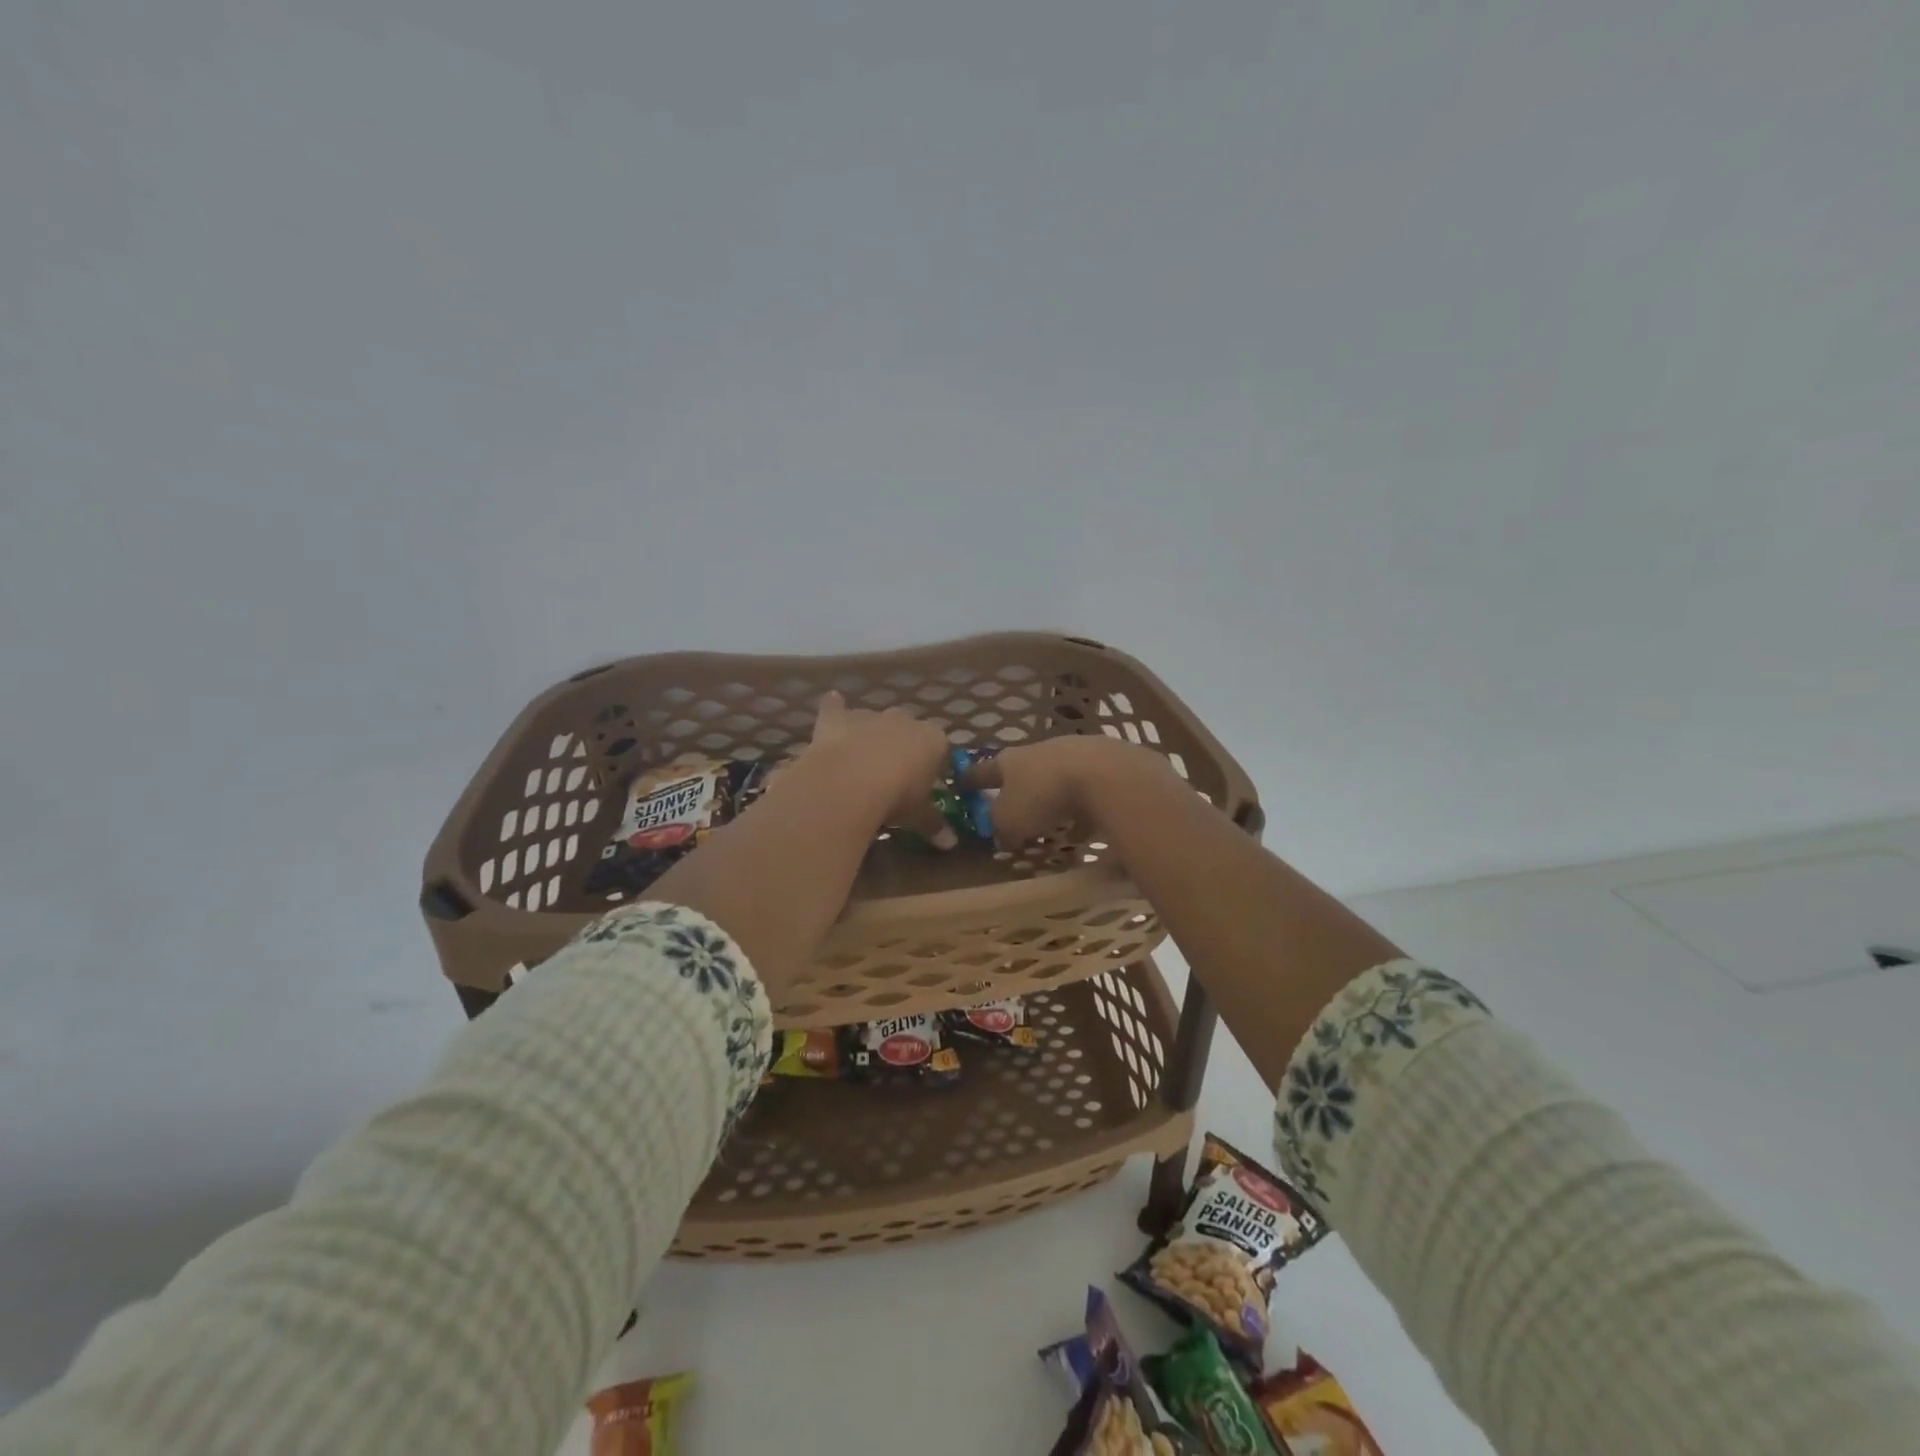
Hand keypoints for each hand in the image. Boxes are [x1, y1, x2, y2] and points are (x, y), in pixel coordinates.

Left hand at [804, 690, 957, 847]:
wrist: (851, 780)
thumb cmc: (896, 797)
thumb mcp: (918, 816)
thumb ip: (933, 825)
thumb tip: (951, 844)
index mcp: (932, 740)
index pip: (940, 749)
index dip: (932, 766)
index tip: (924, 786)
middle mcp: (904, 720)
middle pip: (908, 730)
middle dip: (901, 747)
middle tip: (892, 776)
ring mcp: (870, 716)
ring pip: (874, 721)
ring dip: (870, 735)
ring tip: (861, 760)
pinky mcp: (838, 719)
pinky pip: (836, 707)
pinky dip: (834, 707)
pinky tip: (833, 703)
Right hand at [961, 734, 1164, 846]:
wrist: (1104, 774)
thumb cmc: (1043, 795)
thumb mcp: (1009, 820)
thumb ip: (1000, 827)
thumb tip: (1002, 833)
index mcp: (1010, 760)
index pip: (983, 770)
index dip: (971, 779)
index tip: (960, 784)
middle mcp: (1039, 751)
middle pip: (1023, 771)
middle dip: (1018, 789)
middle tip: (1014, 808)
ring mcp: (1074, 754)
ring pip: (1056, 779)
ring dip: (1052, 798)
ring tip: (1053, 823)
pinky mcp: (1104, 765)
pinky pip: (1086, 791)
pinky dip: (1082, 808)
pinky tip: (1086, 828)